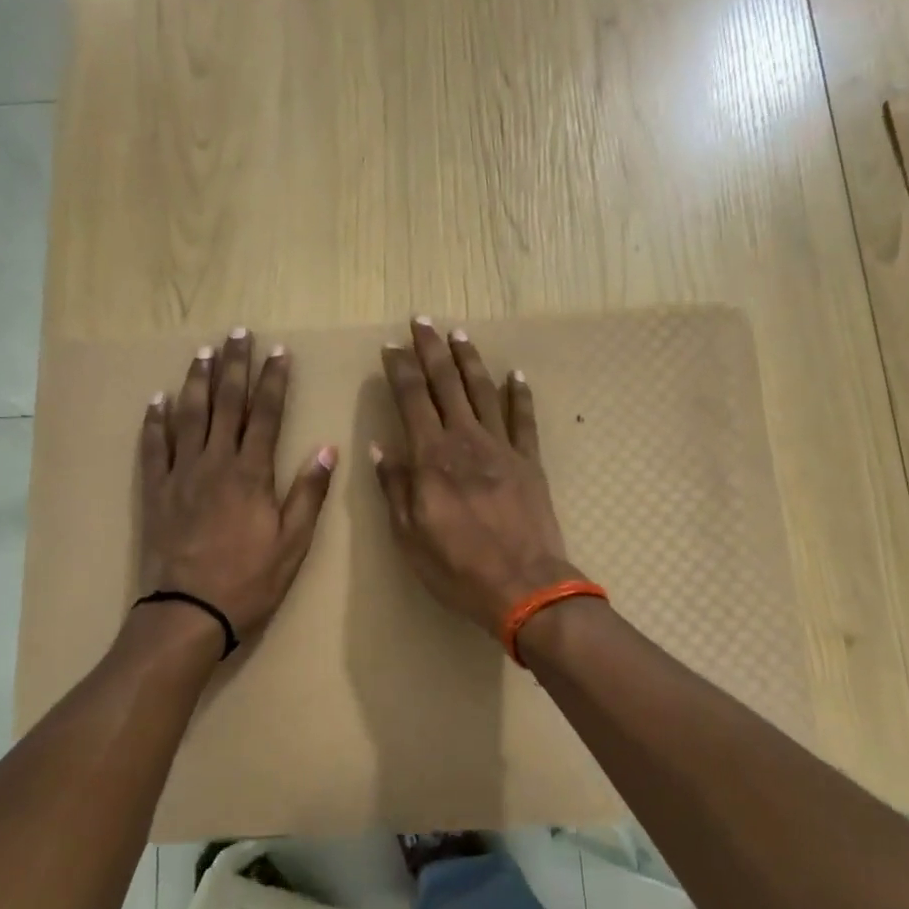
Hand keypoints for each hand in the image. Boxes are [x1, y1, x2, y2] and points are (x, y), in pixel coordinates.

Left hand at [139, 329, 336, 640]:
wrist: (189, 611)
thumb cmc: (249, 580)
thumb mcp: (293, 542)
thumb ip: (309, 493)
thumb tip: (328, 448)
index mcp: (252, 473)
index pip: (266, 414)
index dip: (274, 381)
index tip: (279, 351)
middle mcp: (215, 462)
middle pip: (226, 403)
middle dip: (235, 366)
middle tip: (239, 333)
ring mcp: (181, 474)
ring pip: (189, 416)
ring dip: (197, 381)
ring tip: (203, 352)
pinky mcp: (155, 490)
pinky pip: (154, 447)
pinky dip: (155, 421)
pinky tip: (158, 399)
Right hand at [372, 318, 581, 635]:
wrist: (524, 586)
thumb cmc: (457, 567)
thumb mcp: (408, 534)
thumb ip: (394, 486)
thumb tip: (379, 446)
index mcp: (431, 456)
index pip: (411, 398)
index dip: (400, 368)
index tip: (390, 346)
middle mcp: (465, 440)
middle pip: (446, 383)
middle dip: (431, 349)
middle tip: (421, 321)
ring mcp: (502, 447)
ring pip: (483, 391)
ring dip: (470, 360)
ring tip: (459, 334)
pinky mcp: (529, 461)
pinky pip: (524, 419)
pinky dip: (520, 394)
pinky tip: (516, 374)